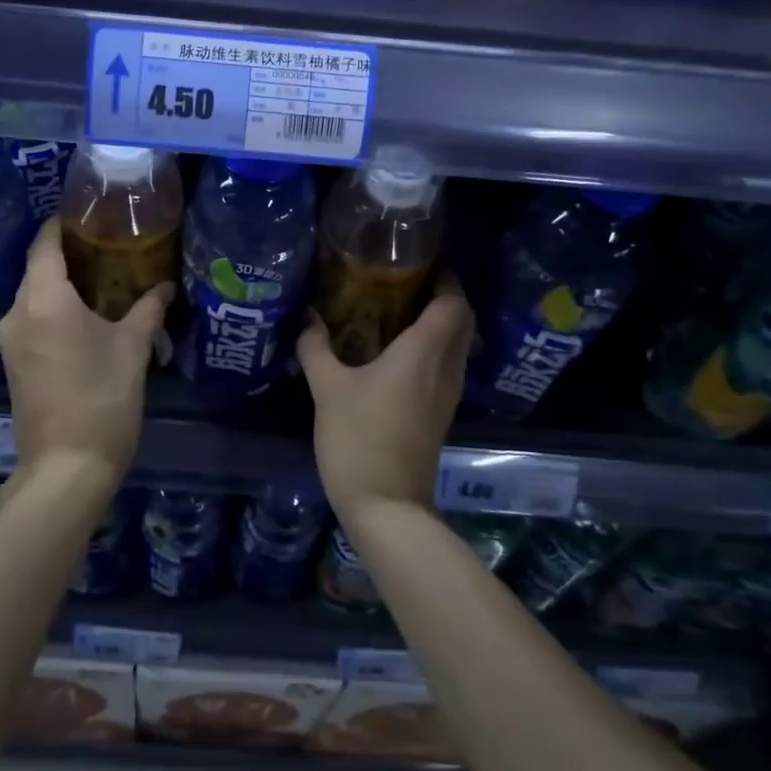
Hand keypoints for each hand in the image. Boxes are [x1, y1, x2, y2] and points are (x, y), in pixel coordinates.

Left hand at [0, 217, 171, 493]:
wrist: (66, 467)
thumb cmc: (102, 399)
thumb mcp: (132, 349)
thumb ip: (148, 309)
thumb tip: (166, 285)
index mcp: (43, 300)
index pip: (45, 244)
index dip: (63, 224)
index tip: (90, 213)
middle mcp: (18, 313)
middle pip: (39, 268)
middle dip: (69, 254)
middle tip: (109, 246)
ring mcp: (11, 340)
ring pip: (35, 296)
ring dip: (63, 284)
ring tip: (103, 279)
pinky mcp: (14, 363)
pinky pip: (33, 319)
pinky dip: (55, 309)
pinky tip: (86, 316)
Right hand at [297, 273, 472, 522]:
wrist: (386, 506)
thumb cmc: (358, 438)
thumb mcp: (327, 389)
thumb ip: (315, 348)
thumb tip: (307, 317)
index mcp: (423, 354)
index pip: (453, 304)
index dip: (446, 280)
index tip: (421, 265)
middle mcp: (445, 369)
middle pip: (463, 322)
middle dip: (444, 299)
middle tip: (407, 285)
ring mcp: (447, 395)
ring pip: (458, 347)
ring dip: (440, 326)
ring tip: (400, 314)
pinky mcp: (440, 415)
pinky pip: (447, 368)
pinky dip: (433, 351)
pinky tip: (398, 356)